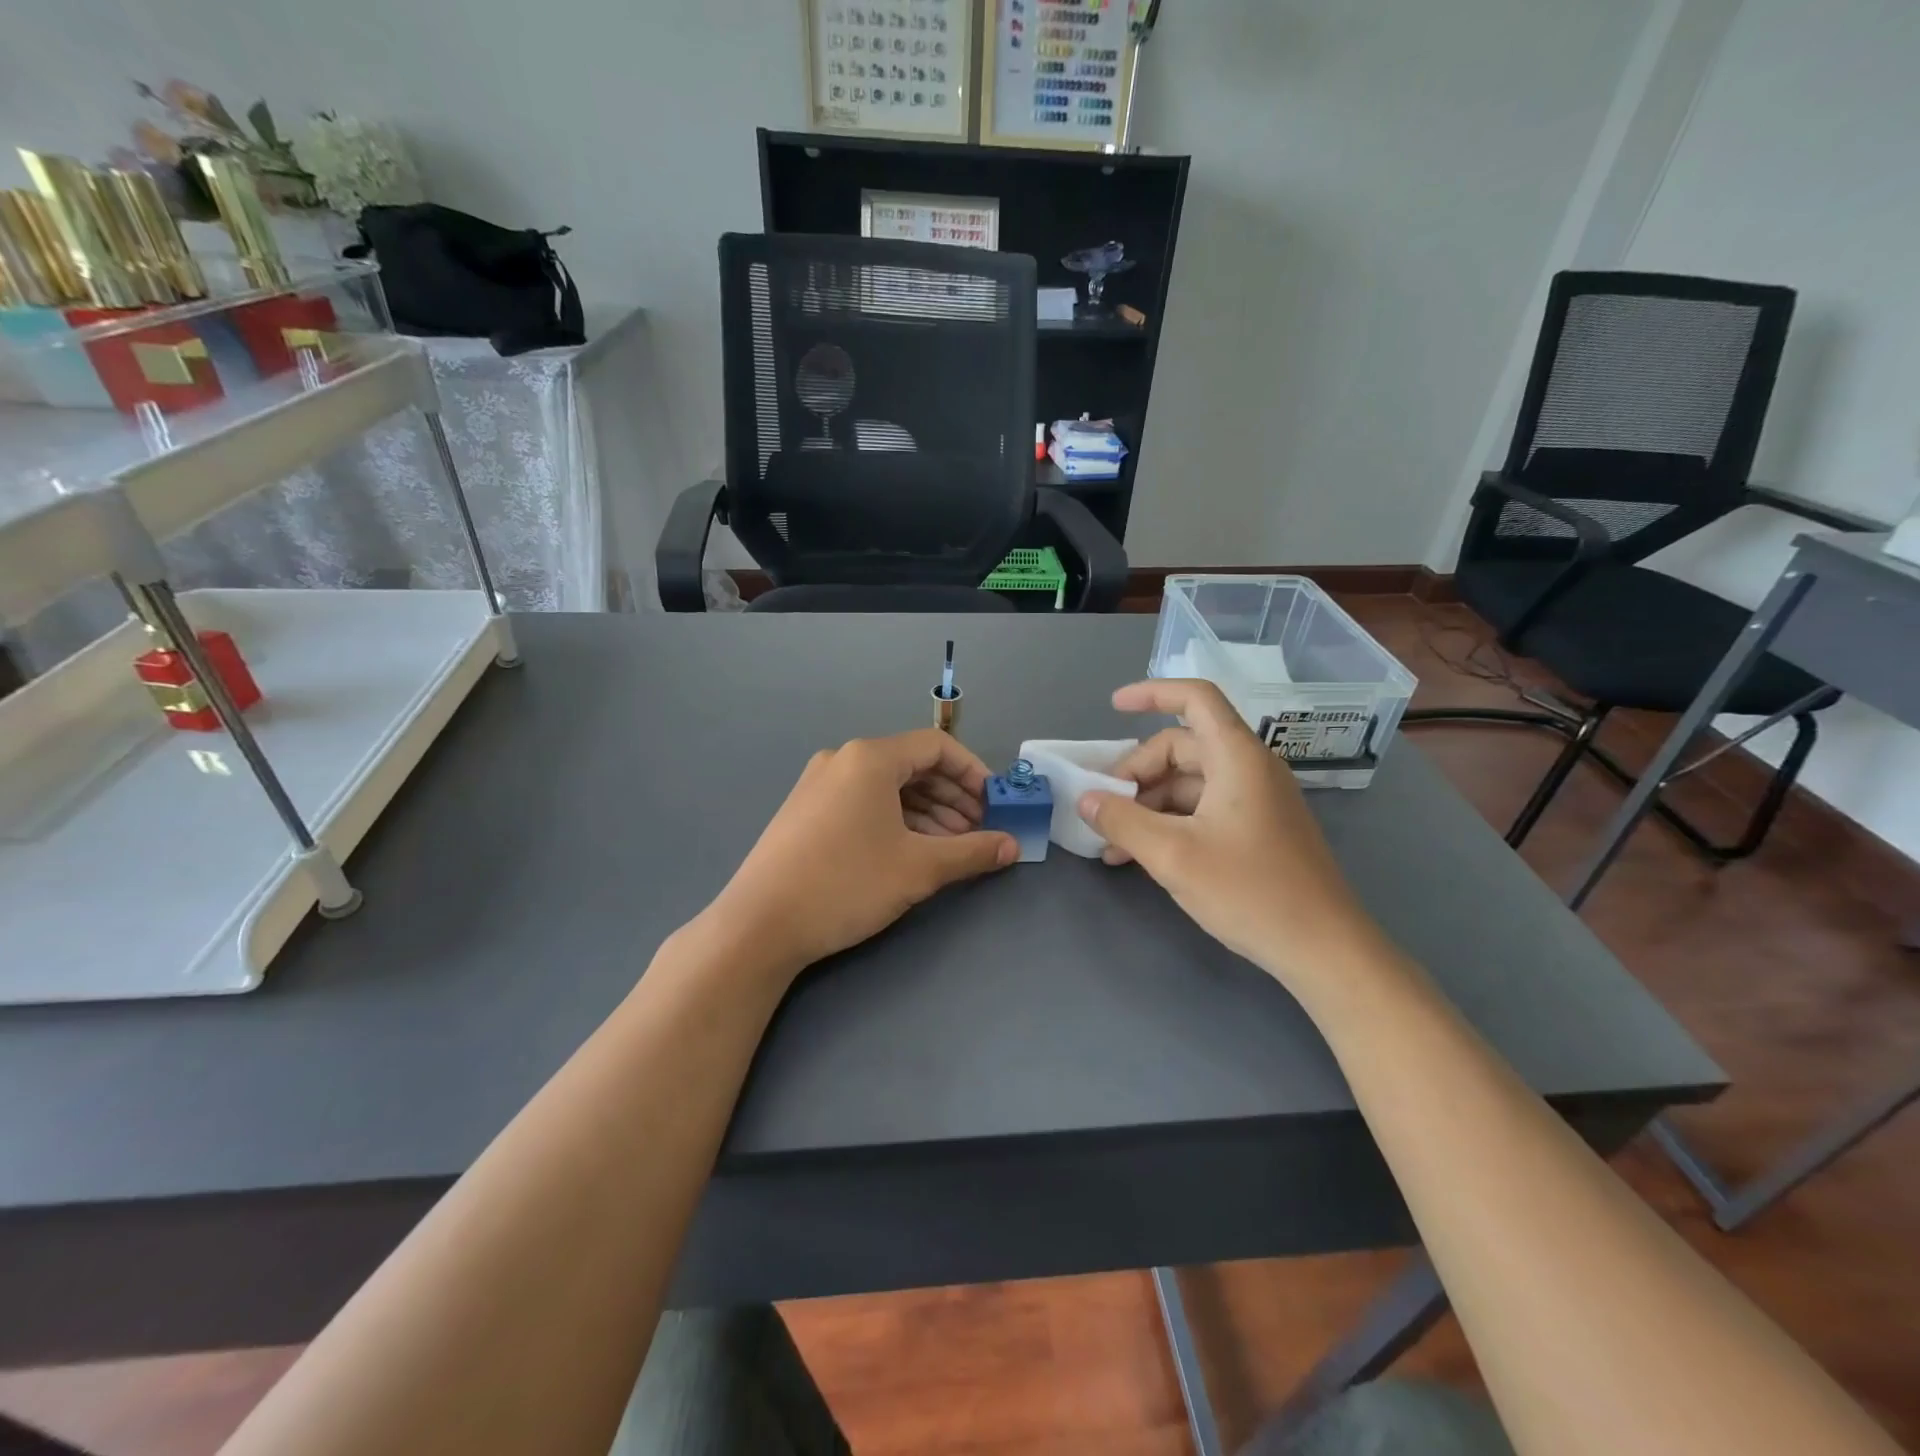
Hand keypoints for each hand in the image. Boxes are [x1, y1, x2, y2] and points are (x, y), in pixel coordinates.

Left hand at [708, 729, 1016, 978]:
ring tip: (950, 847)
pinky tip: (910, 851)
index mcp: (870, 758)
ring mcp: (818, 784)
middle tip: (977, 832)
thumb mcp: (918, 868)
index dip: (974, 774)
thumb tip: (1012, 846)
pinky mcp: (805, 812)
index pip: (937, 747)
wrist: (759, 925)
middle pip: (912, 765)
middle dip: (952, 797)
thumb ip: (972, 852)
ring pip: (887, 787)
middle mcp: (842, 760)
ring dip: (926, 812)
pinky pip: (863, 802)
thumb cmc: (846, 884)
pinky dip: (894, 819)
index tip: (995, 806)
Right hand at [1077, 679, 1389, 997]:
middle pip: (1182, 747)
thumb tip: (1085, 800)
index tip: (1114, 705)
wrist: (1323, 949)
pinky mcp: (1259, 828)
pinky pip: (1204, 808)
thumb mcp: (1173, 855)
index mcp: (1237, 757)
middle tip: (1104, 810)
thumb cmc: (1250, 892)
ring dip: (1149, 805)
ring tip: (1114, 845)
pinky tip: (1143, 855)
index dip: (1152, 693)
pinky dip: (1171, 822)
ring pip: (1189, 782)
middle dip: (1137, 774)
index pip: (1195, 698)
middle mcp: (1250, 768)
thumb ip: (1123, 821)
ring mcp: (1257, 800)